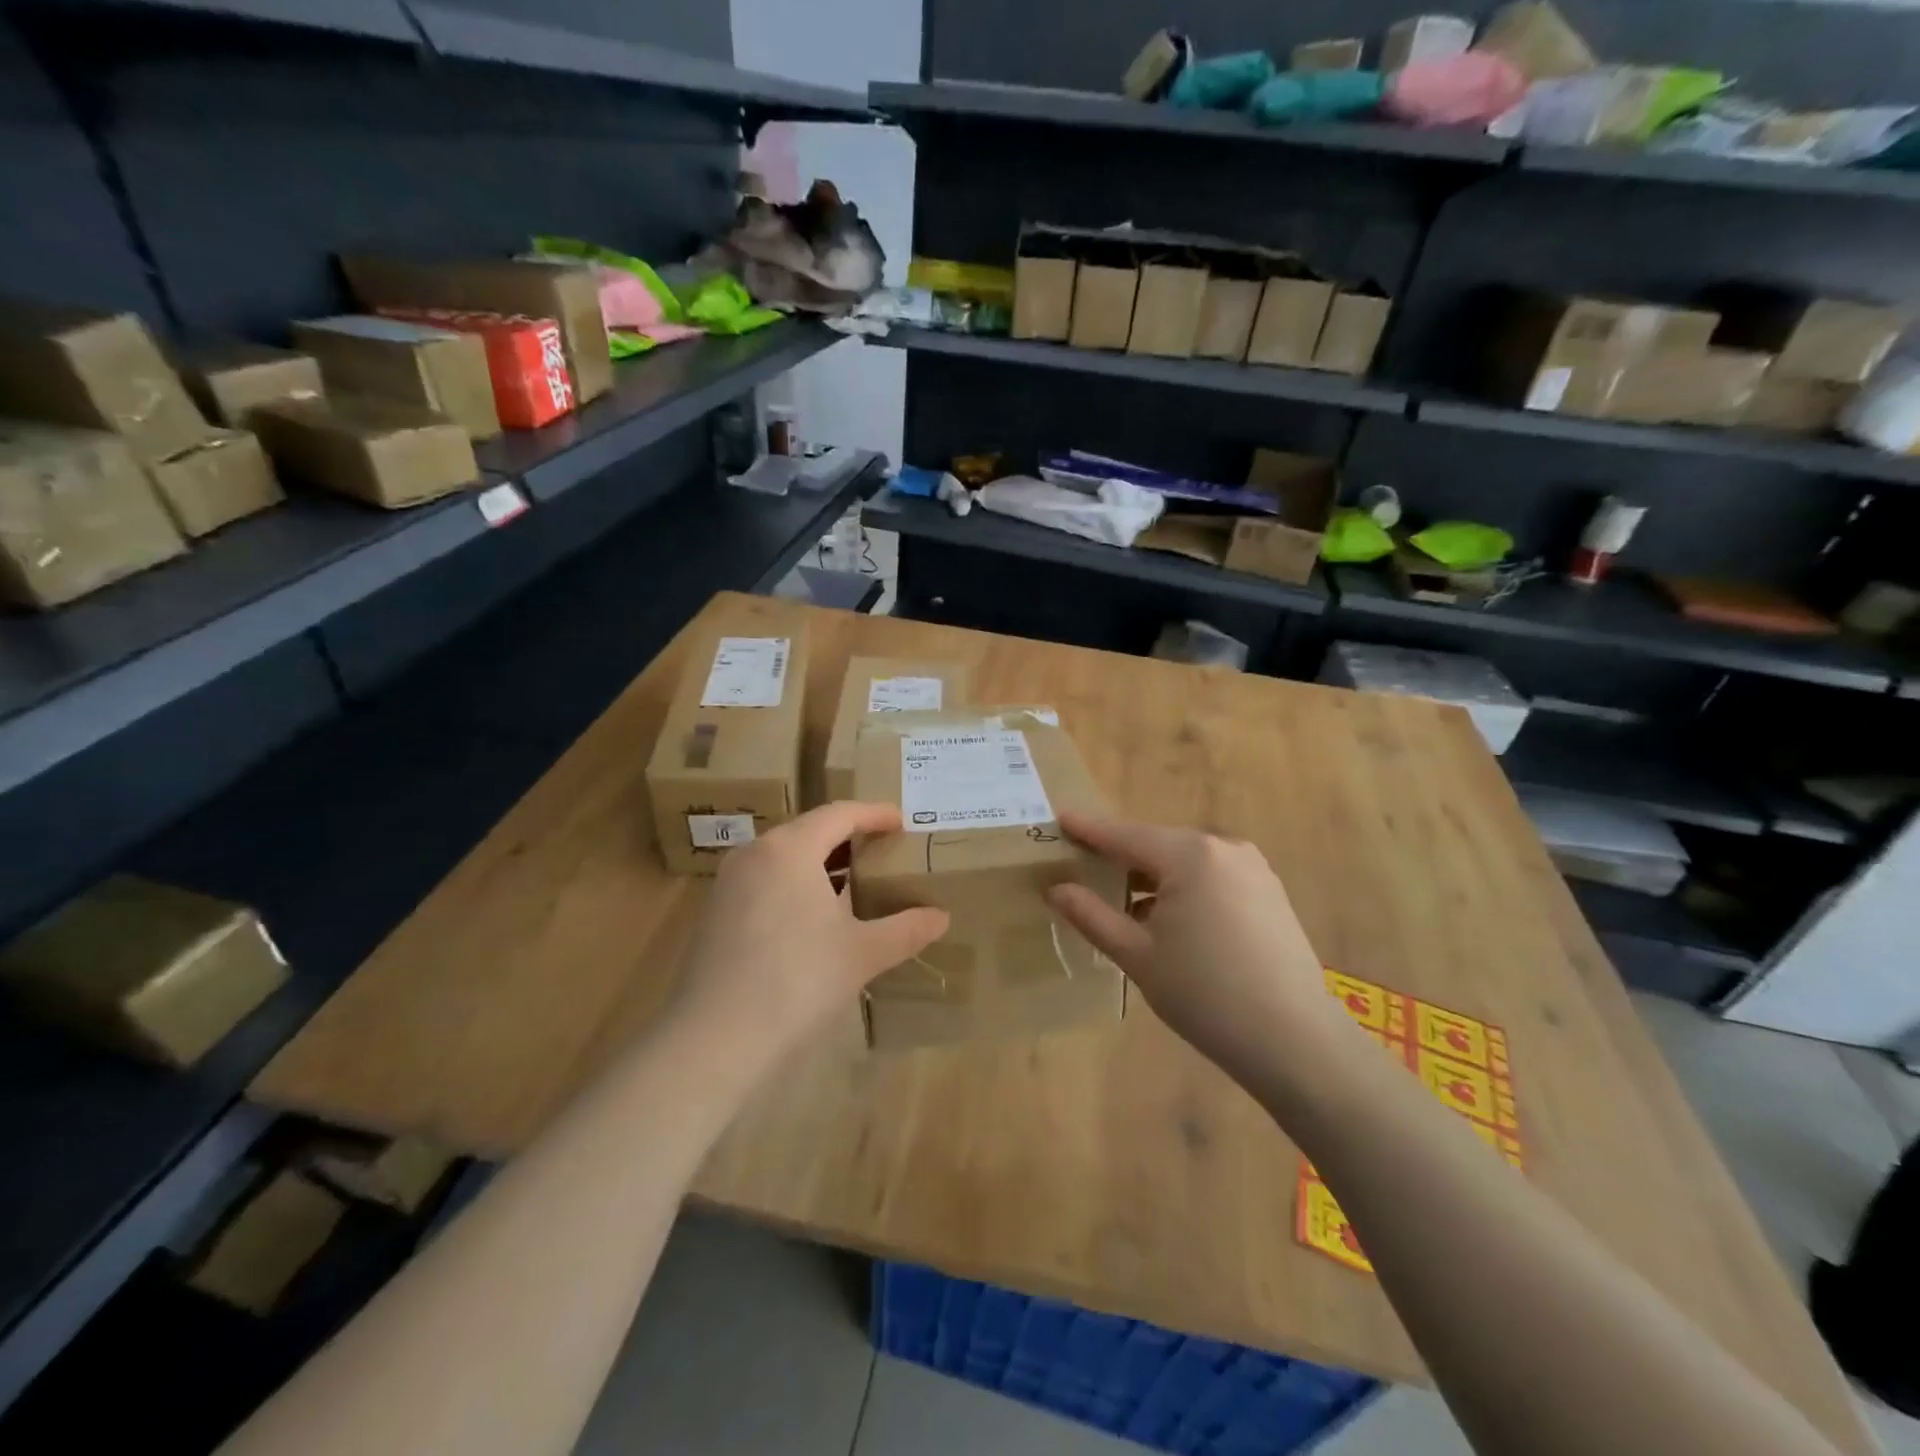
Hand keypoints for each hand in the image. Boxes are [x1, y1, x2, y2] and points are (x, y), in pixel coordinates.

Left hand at [667, 802, 948, 1079]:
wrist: (715, 1038)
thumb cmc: (797, 980)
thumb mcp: (862, 953)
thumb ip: (905, 929)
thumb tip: (941, 918)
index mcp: (790, 848)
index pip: (840, 814)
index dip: (874, 814)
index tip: (902, 821)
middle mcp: (755, 853)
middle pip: (809, 830)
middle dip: (849, 837)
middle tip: (884, 852)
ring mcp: (729, 882)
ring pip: (784, 856)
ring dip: (821, 863)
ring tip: (855, 883)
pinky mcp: (715, 912)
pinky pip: (765, 880)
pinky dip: (796, 884)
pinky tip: (815, 916)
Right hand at [1046, 813, 1340, 1085]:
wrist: (1295, 1040)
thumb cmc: (1205, 994)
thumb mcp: (1137, 955)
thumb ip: (1092, 916)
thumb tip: (1057, 890)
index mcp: (1189, 855)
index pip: (1124, 835)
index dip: (1088, 829)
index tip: (1059, 818)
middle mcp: (1224, 848)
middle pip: (1156, 844)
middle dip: (1120, 856)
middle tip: (1084, 867)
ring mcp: (1253, 868)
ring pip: (1185, 862)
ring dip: (1152, 876)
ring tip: (1122, 903)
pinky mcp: (1269, 892)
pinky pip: (1212, 877)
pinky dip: (1183, 888)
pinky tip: (1168, 919)